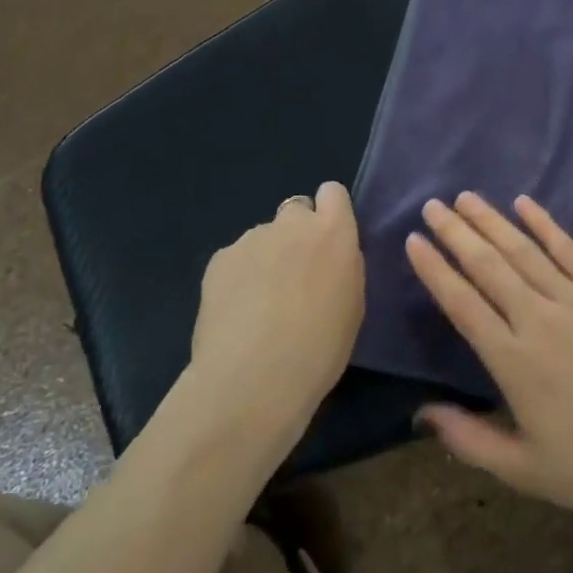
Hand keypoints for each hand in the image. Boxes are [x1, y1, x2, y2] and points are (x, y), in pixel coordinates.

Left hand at [192, 183, 364, 427]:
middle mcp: (292, 224)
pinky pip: (236, 258)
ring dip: (267, 258)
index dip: (330, 213)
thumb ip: (343, 267)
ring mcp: (252, 238)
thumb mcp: (353, 306)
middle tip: (295, 276)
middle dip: (297, 234)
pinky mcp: (219, 259)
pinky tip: (237, 313)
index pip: (333, 192)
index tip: (329, 241)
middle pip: (296, 210)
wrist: (253, 379)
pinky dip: (239, 277)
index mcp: (333, 233)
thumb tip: (330, 258)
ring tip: (260, 304)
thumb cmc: (319, 349)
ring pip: (264, 237)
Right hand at [405, 193, 572, 520]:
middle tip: (432, 206)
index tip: (414, 242)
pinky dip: (545, 223)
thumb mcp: (526, 470)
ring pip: (523, 250)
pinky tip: (524, 203)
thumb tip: (422, 413)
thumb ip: (469, 440)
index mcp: (513, 360)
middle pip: (487, 266)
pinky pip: (569, 248)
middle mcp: (538, 319)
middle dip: (456, 233)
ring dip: (491, 221)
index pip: (462, 303)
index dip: (435, 270)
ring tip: (465, 198)